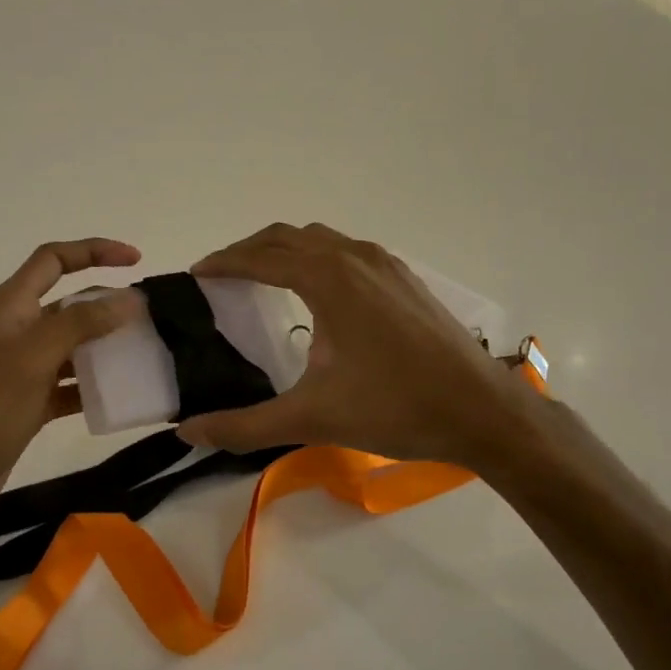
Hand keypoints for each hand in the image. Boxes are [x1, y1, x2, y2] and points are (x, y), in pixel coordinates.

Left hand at [0, 239, 141, 546]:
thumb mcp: (30, 362)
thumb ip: (79, 325)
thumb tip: (130, 298)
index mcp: (8, 309)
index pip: (53, 260)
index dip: (94, 251)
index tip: (137, 260)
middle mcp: (14, 332)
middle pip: (68, 303)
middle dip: (108, 304)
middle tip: (152, 319)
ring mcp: (20, 370)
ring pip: (73, 345)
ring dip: (106, 345)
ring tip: (147, 353)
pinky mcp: (27, 404)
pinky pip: (69, 384)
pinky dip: (94, 385)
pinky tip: (122, 397)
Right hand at [174, 224, 560, 477]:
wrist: (482, 411)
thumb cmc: (395, 408)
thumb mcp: (311, 418)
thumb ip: (244, 426)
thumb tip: (188, 432)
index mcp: (327, 279)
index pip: (261, 257)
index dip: (224, 263)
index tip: (197, 274)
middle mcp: (355, 258)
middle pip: (288, 237)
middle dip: (250, 250)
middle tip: (222, 275)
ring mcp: (386, 265)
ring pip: (322, 240)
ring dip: (286, 250)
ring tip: (263, 278)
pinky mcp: (406, 280)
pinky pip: (349, 252)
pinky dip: (318, 258)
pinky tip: (320, 293)